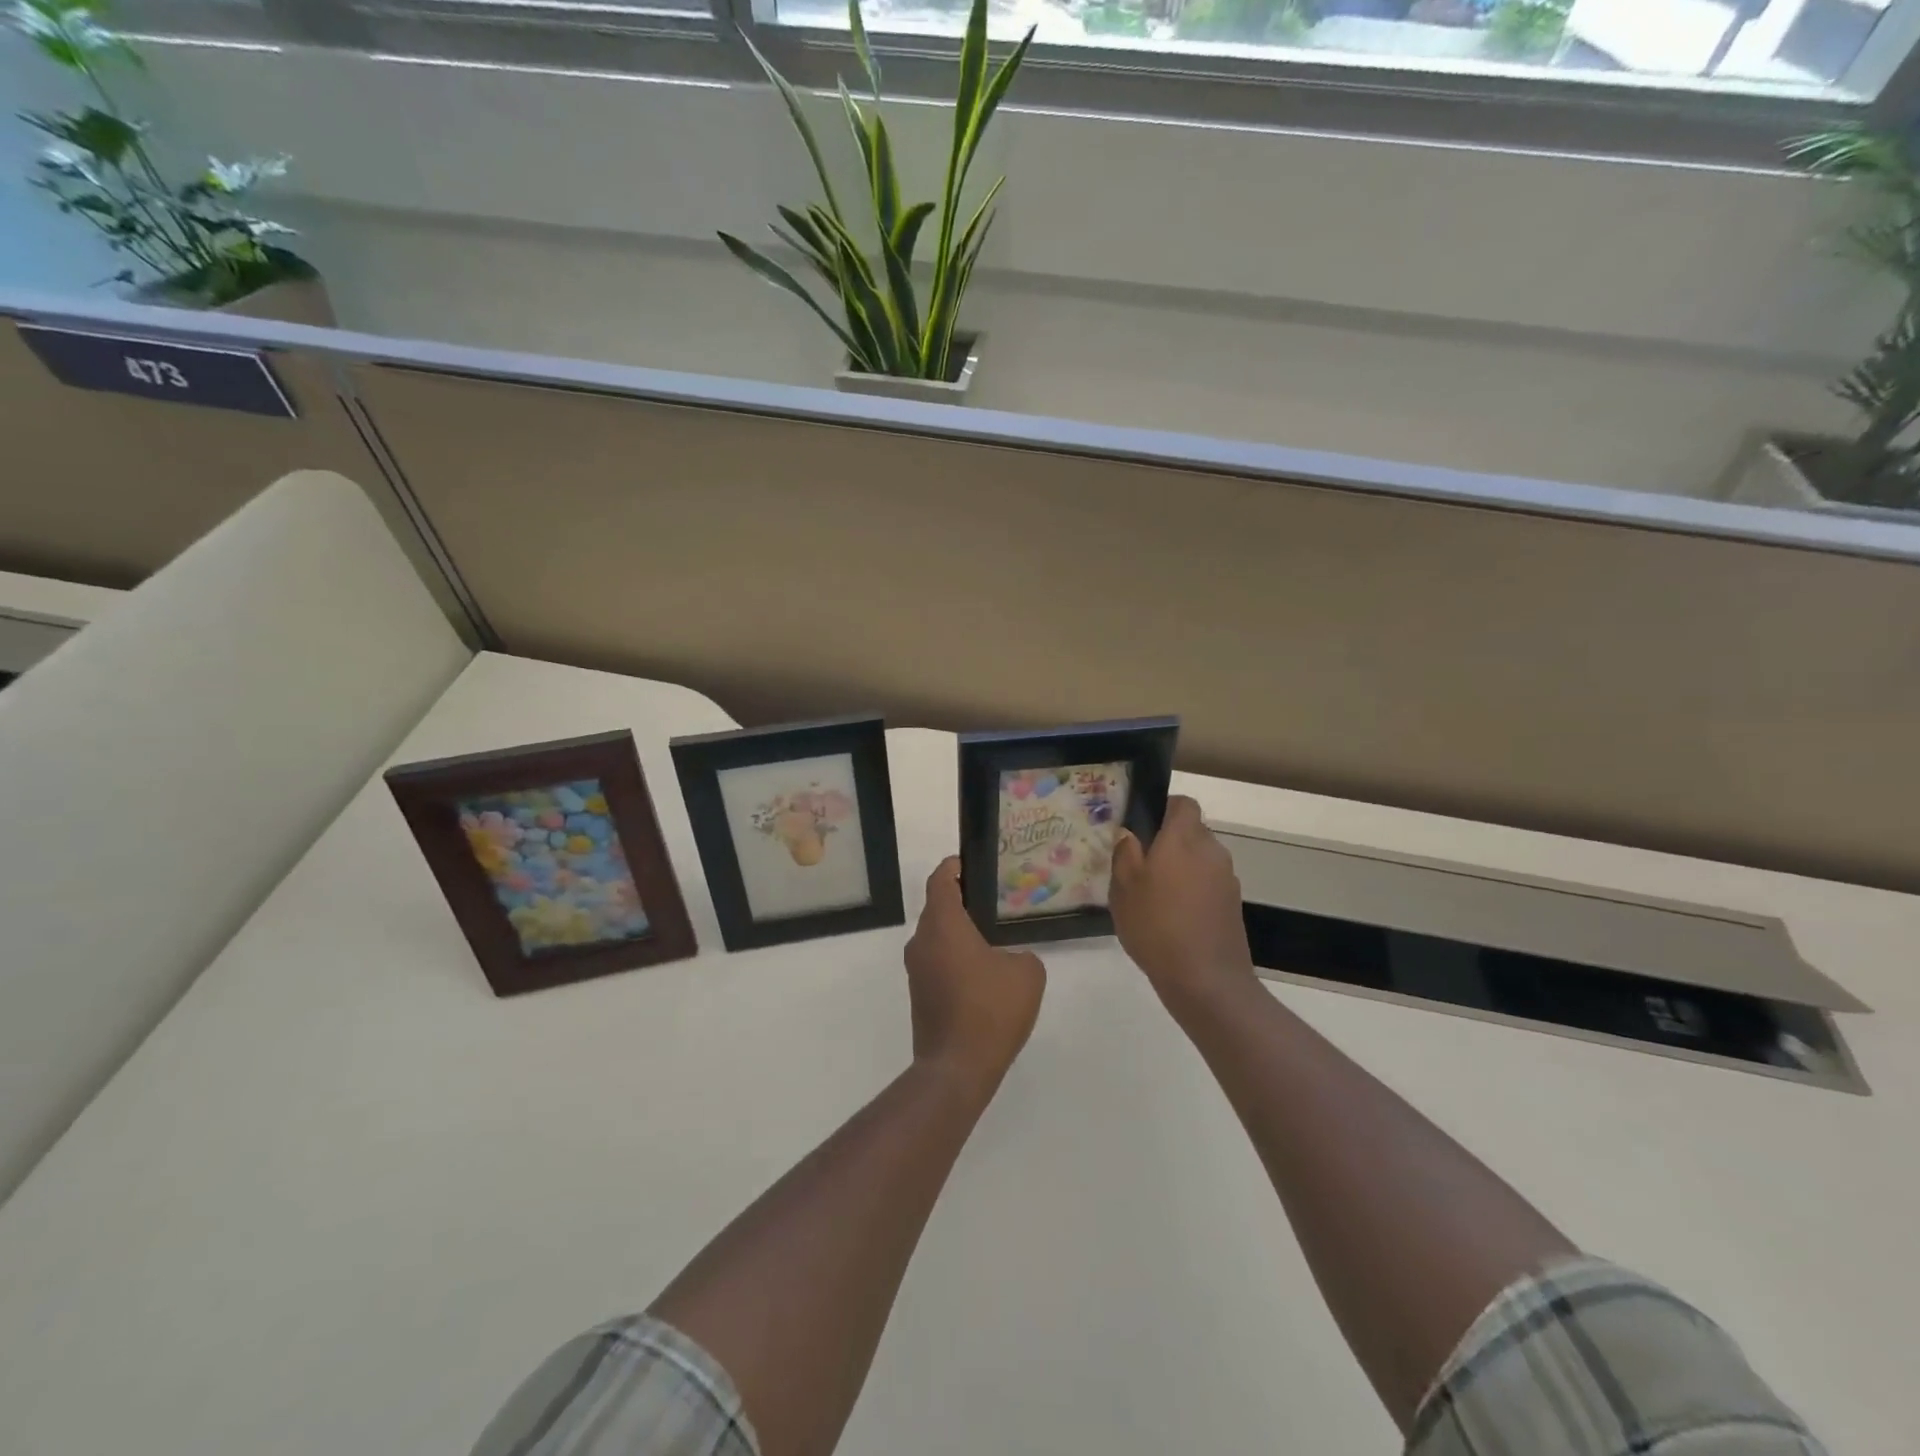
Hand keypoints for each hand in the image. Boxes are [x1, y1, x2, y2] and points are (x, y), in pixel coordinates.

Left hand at [904, 857, 1045, 1097]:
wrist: (956, 1068)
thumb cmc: (991, 1010)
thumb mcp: (1027, 974)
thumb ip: (1021, 955)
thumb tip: (1009, 959)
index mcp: (943, 926)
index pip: (940, 881)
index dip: (952, 867)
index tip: (968, 862)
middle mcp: (922, 942)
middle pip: (936, 908)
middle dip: (959, 900)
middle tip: (990, 900)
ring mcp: (916, 970)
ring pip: (935, 937)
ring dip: (957, 932)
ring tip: (989, 936)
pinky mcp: (919, 995)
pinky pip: (936, 962)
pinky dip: (954, 958)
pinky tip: (980, 973)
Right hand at [1109, 795, 1256, 1016]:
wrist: (1206, 980)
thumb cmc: (1156, 926)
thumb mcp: (1124, 888)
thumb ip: (1125, 853)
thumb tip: (1130, 833)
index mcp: (1184, 838)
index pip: (1183, 804)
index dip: (1164, 808)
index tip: (1143, 828)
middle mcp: (1211, 850)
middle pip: (1191, 832)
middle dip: (1169, 843)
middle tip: (1141, 866)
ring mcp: (1227, 878)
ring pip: (1200, 859)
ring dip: (1181, 868)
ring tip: (1155, 896)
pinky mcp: (1233, 904)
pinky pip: (1209, 884)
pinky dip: (1193, 891)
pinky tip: (1174, 918)